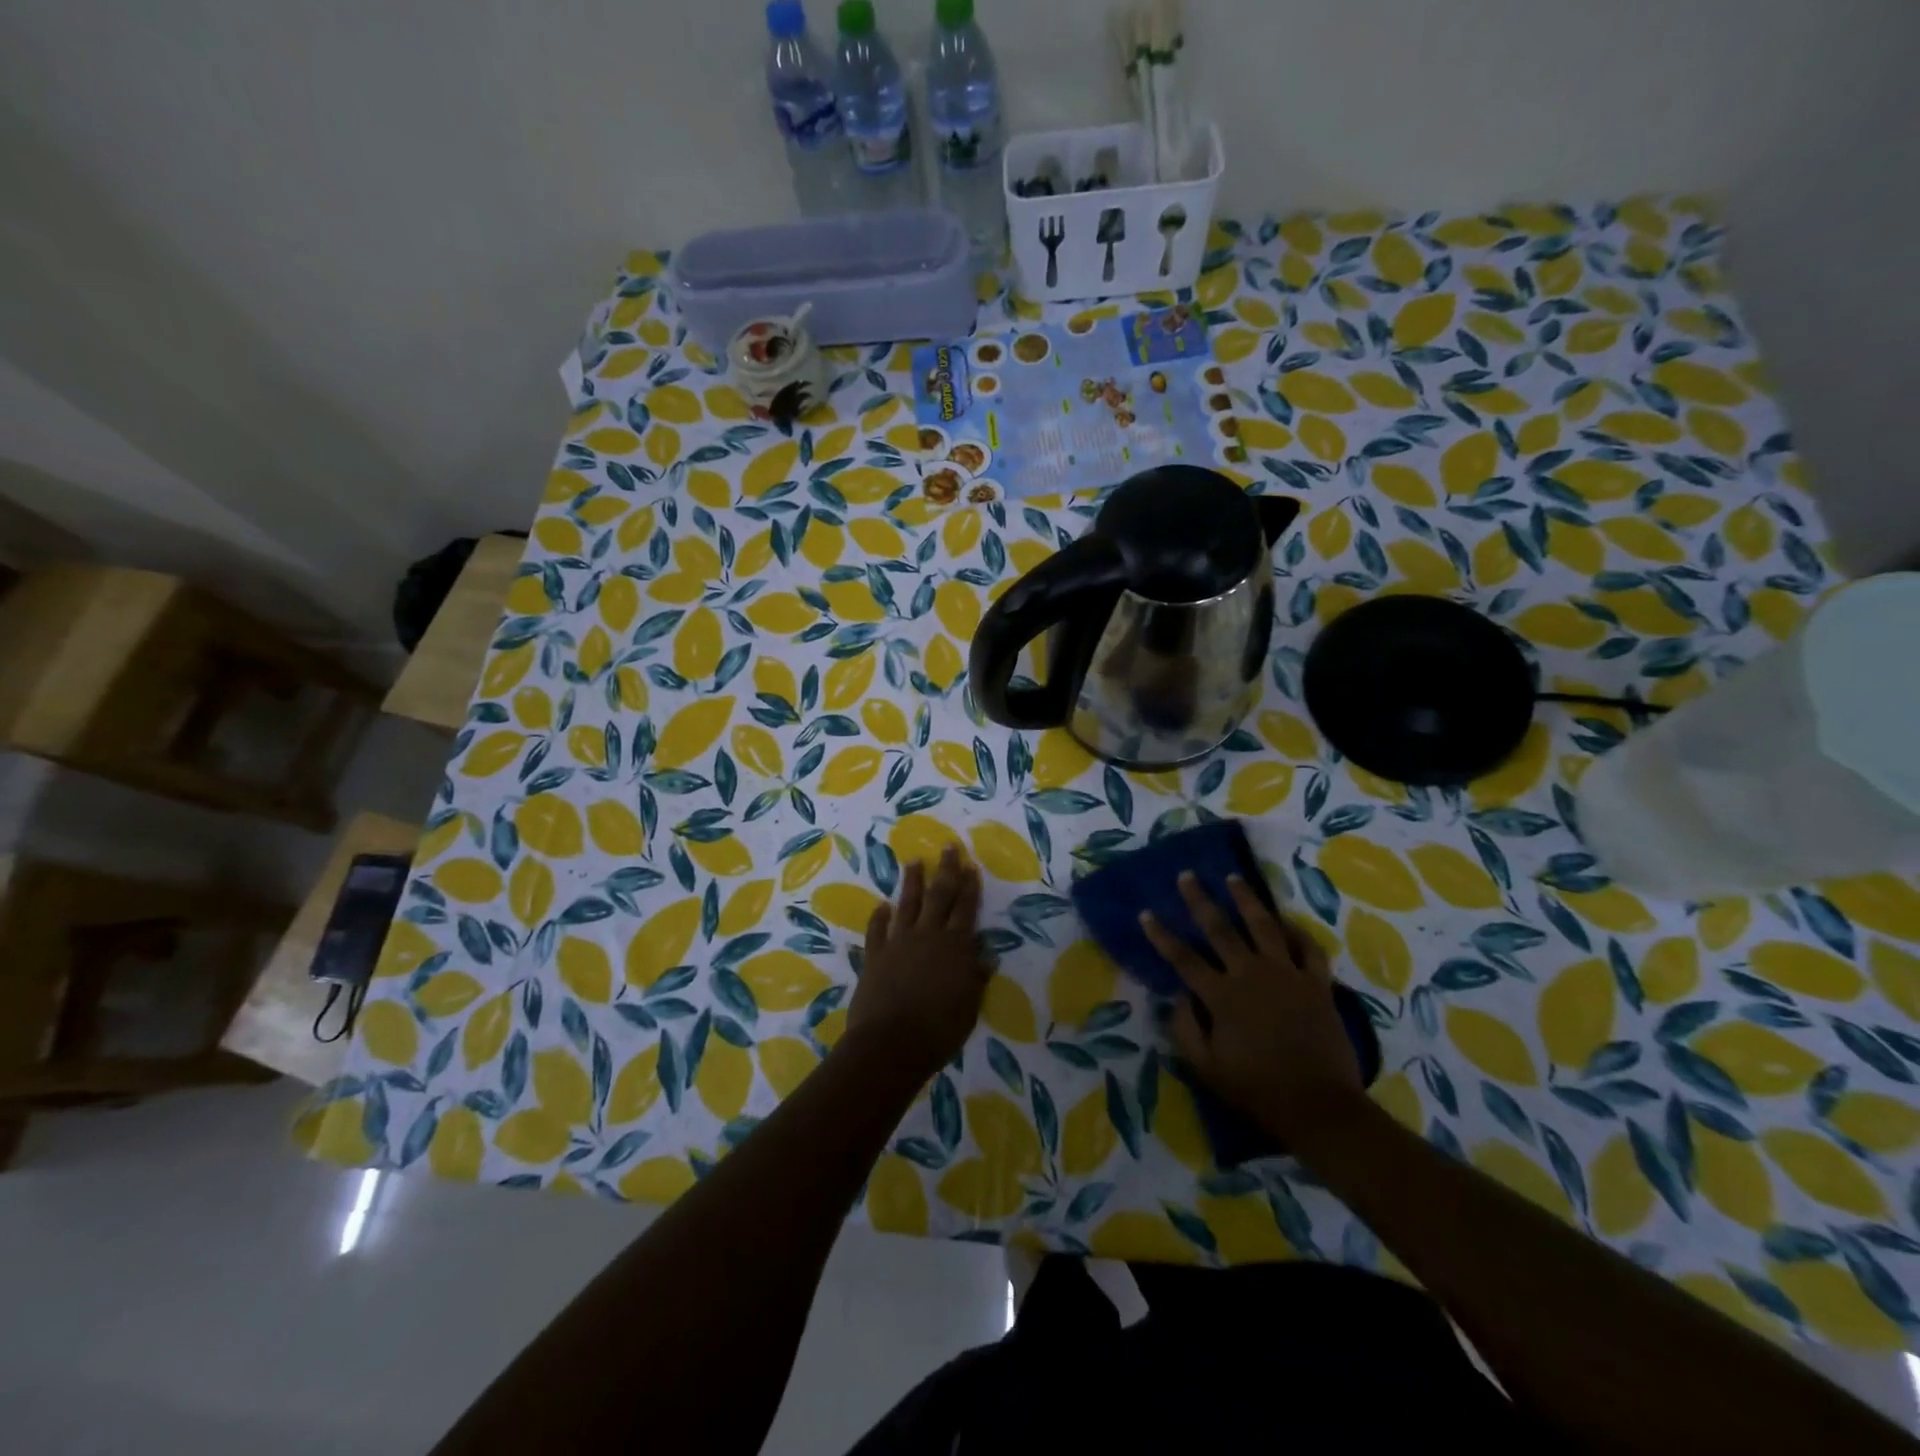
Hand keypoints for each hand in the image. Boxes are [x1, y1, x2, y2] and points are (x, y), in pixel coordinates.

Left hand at [845, 846, 991, 1075]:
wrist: (890, 1044)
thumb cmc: (939, 1030)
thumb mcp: (970, 1007)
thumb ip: (976, 977)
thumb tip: (987, 954)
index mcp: (956, 947)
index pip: (966, 909)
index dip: (970, 886)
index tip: (971, 865)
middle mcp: (928, 936)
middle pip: (939, 896)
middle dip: (946, 870)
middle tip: (948, 846)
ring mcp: (898, 943)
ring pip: (907, 904)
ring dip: (912, 882)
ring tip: (914, 861)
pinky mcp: (875, 956)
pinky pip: (877, 930)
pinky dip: (879, 917)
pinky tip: (881, 905)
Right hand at [1140, 873, 1363, 1145]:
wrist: (1320, 1107)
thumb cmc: (1257, 1089)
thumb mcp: (1206, 1067)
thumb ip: (1185, 1028)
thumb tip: (1178, 994)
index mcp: (1221, 996)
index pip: (1183, 958)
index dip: (1161, 935)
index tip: (1146, 913)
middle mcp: (1251, 974)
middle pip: (1220, 929)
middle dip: (1200, 900)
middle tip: (1187, 875)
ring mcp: (1287, 975)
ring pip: (1264, 926)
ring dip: (1247, 900)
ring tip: (1234, 878)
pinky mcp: (1317, 983)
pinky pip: (1309, 948)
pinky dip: (1297, 931)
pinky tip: (1286, 920)